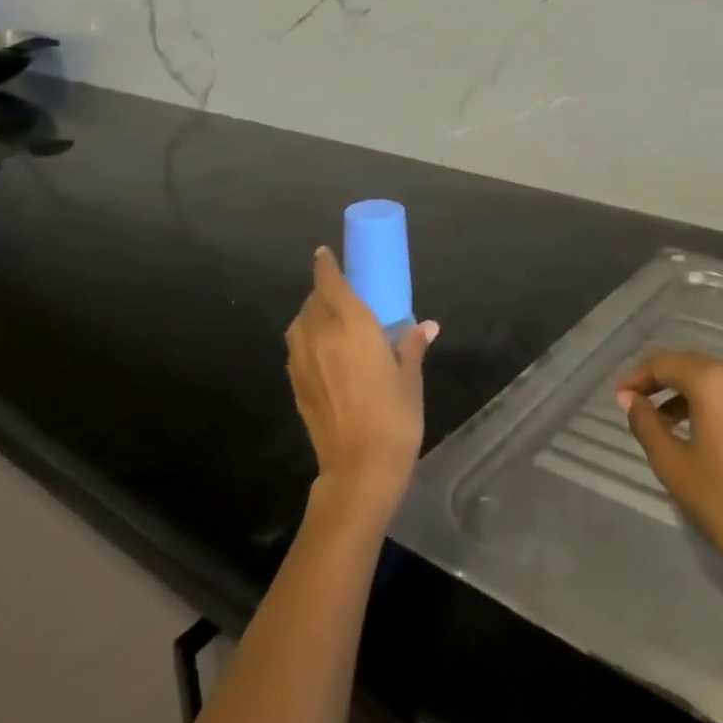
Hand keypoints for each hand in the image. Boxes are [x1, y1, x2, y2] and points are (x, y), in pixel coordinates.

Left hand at [285, 247, 438, 522]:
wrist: (359, 468)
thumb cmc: (394, 416)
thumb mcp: (410, 377)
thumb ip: (412, 345)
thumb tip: (426, 326)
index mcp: (351, 325)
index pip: (330, 282)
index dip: (326, 265)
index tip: (324, 254)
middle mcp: (320, 335)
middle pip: (314, 300)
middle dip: (323, 290)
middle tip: (341, 292)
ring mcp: (303, 360)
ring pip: (301, 323)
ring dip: (312, 314)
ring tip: (331, 321)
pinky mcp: (296, 384)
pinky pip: (297, 347)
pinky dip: (307, 339)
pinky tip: (324, 352)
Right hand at [617, 351, 722, 595]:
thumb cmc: (722, 501)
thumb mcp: (671, 462)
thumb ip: (645, 422)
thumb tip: (629, 397)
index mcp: (713, 382)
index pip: (664, 364)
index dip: (638, 376)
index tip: (620, 395)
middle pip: (692, 365)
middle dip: (662, 380)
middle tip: (638, 402)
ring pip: (717, 381)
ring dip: (689, 394)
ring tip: (667, 422)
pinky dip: (715, 406)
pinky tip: (706, 435)